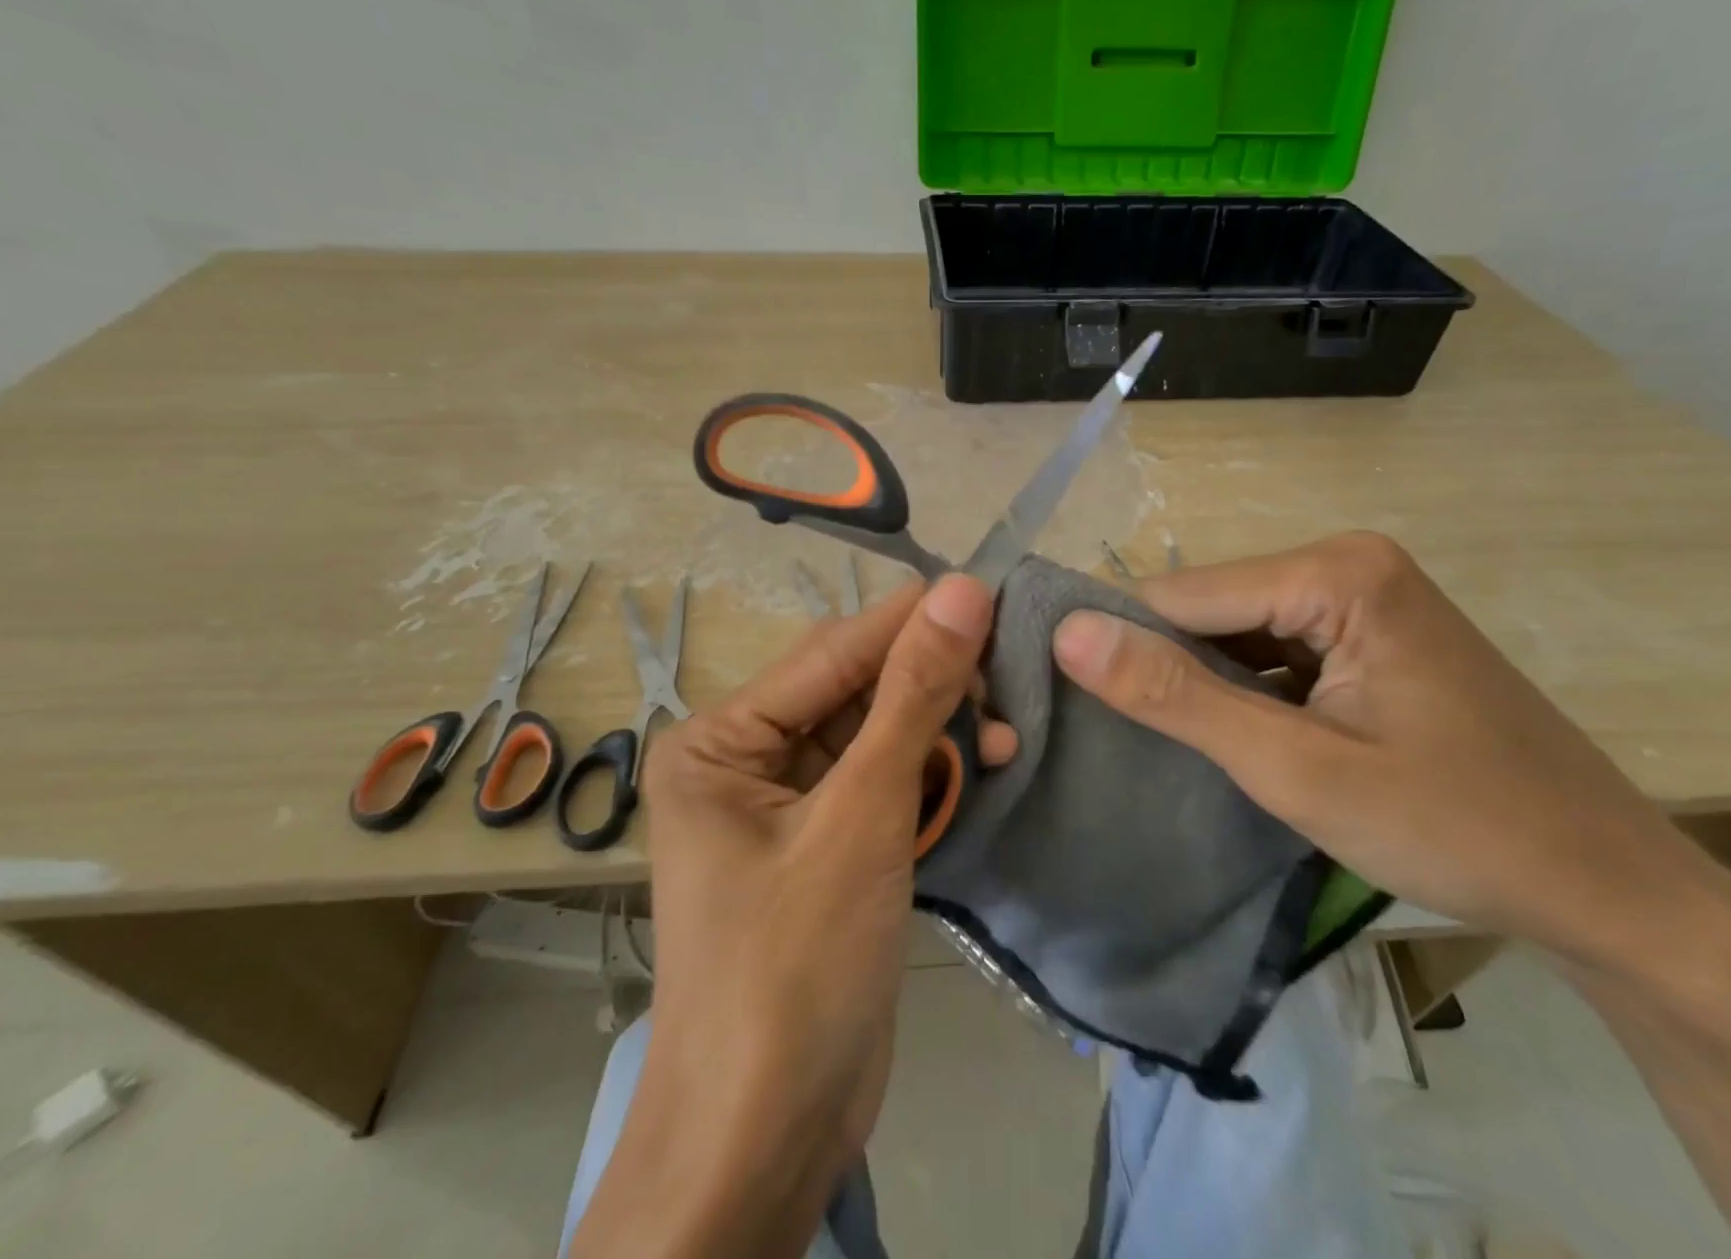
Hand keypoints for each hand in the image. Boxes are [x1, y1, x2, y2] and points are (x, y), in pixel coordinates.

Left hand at [572, 576, 999, 1258]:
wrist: (767, 1140)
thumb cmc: (796, 967)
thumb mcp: (863, 817)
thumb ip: (913, 697)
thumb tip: (963, 591)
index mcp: (721, 739)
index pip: (831, 653)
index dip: (911, 620)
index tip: (989, 589)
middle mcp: (746, 759)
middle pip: (855, 690)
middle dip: (932, 684)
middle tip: (1008, 676)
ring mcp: (787, 804)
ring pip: (878, 735)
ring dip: (940, 732)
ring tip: (1005, 736)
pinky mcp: (826, 843)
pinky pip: (883, 782)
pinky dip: (931, 775)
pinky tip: (982, 769)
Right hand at [1051, 533, 1722, 971]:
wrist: (1610, 890)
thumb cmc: (1456, 828)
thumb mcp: (1295, 768)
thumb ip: (1175, 696)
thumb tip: (1069, 633)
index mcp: (1334, 572)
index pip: (1180, 594)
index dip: (1125, 648)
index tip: (1078, 705)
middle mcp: (1346, 563)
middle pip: (1210, 608)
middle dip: (1169, 670)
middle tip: (1135, 743)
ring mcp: (1362, 598)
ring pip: (1236, 631)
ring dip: (1205, 686)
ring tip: (1176, 747)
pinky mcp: (1369, 635)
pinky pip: (1274, 649)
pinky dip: (1244, 692)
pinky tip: (1236, 738)